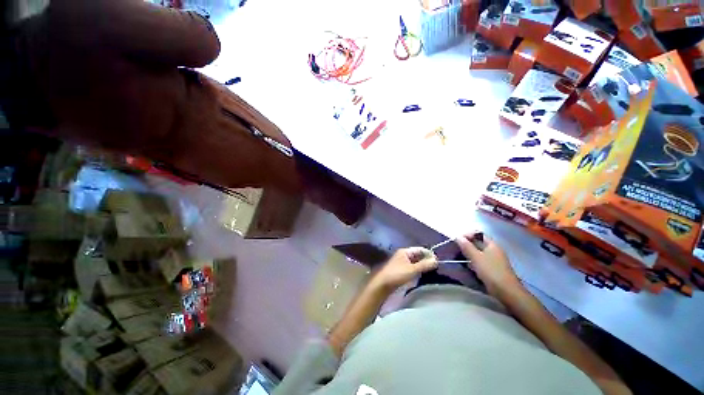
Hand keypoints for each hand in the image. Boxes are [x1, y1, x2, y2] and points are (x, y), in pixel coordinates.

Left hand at [372, 247, 437, 291]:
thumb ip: (424, 264)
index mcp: (405, 251)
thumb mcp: (412, 269)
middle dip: (427, 260)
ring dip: (423, 266)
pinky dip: (418, 270)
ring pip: (415, 262)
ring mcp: (402, 262)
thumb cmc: (397, 274)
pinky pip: (412, 268)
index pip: (420, 249)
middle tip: (437, 268)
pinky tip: (423, 275)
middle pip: (418, 255)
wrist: (383, 284)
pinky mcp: (401, 270)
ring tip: (432, 272)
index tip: (438, 261)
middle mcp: (403, 255)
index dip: (429, 254)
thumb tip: (436, 260)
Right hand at [456, 232, 519, 295]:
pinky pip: (481, 260)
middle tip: (457, 249)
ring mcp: (495, 259)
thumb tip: (458, 236)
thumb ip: (466, 246)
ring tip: (460, 257)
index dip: (467, 235)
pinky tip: (469, 266)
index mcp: (492, 244)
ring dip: (469, 253)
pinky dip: (474, 261)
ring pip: (479, 252)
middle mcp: (494, 250)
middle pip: (478, 243)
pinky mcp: (493, 268)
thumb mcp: (476, 258)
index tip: (457, 240)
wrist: (507, 292)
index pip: (478, 234)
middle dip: (467, 245)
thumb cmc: (491, 272)